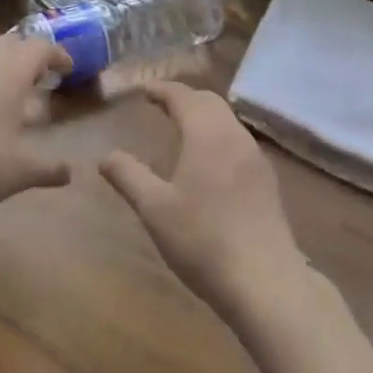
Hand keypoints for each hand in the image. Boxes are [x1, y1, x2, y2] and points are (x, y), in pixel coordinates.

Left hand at [0, 33, 73, 223]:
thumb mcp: (19, 172)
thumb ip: (48, 168)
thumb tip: (69, 172)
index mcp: (11, 70)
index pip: (41, 47)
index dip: (58, 55)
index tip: (67, 69)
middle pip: (12, 42)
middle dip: (28, 56)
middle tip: (37, 79)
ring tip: (5, 90)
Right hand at [100, 82, 307, 325]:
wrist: (265, 282)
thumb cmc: (203, 240)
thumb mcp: (155, 209)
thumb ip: (129, 177)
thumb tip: (105, 156)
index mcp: (206, 133)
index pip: (183, 97)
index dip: (162, 90)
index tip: (145, 90)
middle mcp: (234, 136)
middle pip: (209, 102)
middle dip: (185, 98)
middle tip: (162, 104)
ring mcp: (255, 158)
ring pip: (227, 121)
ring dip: (204, 116)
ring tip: (183, 128)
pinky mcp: (267, 181)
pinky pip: (238, 142)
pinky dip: (219, 136)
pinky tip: (211, 161)